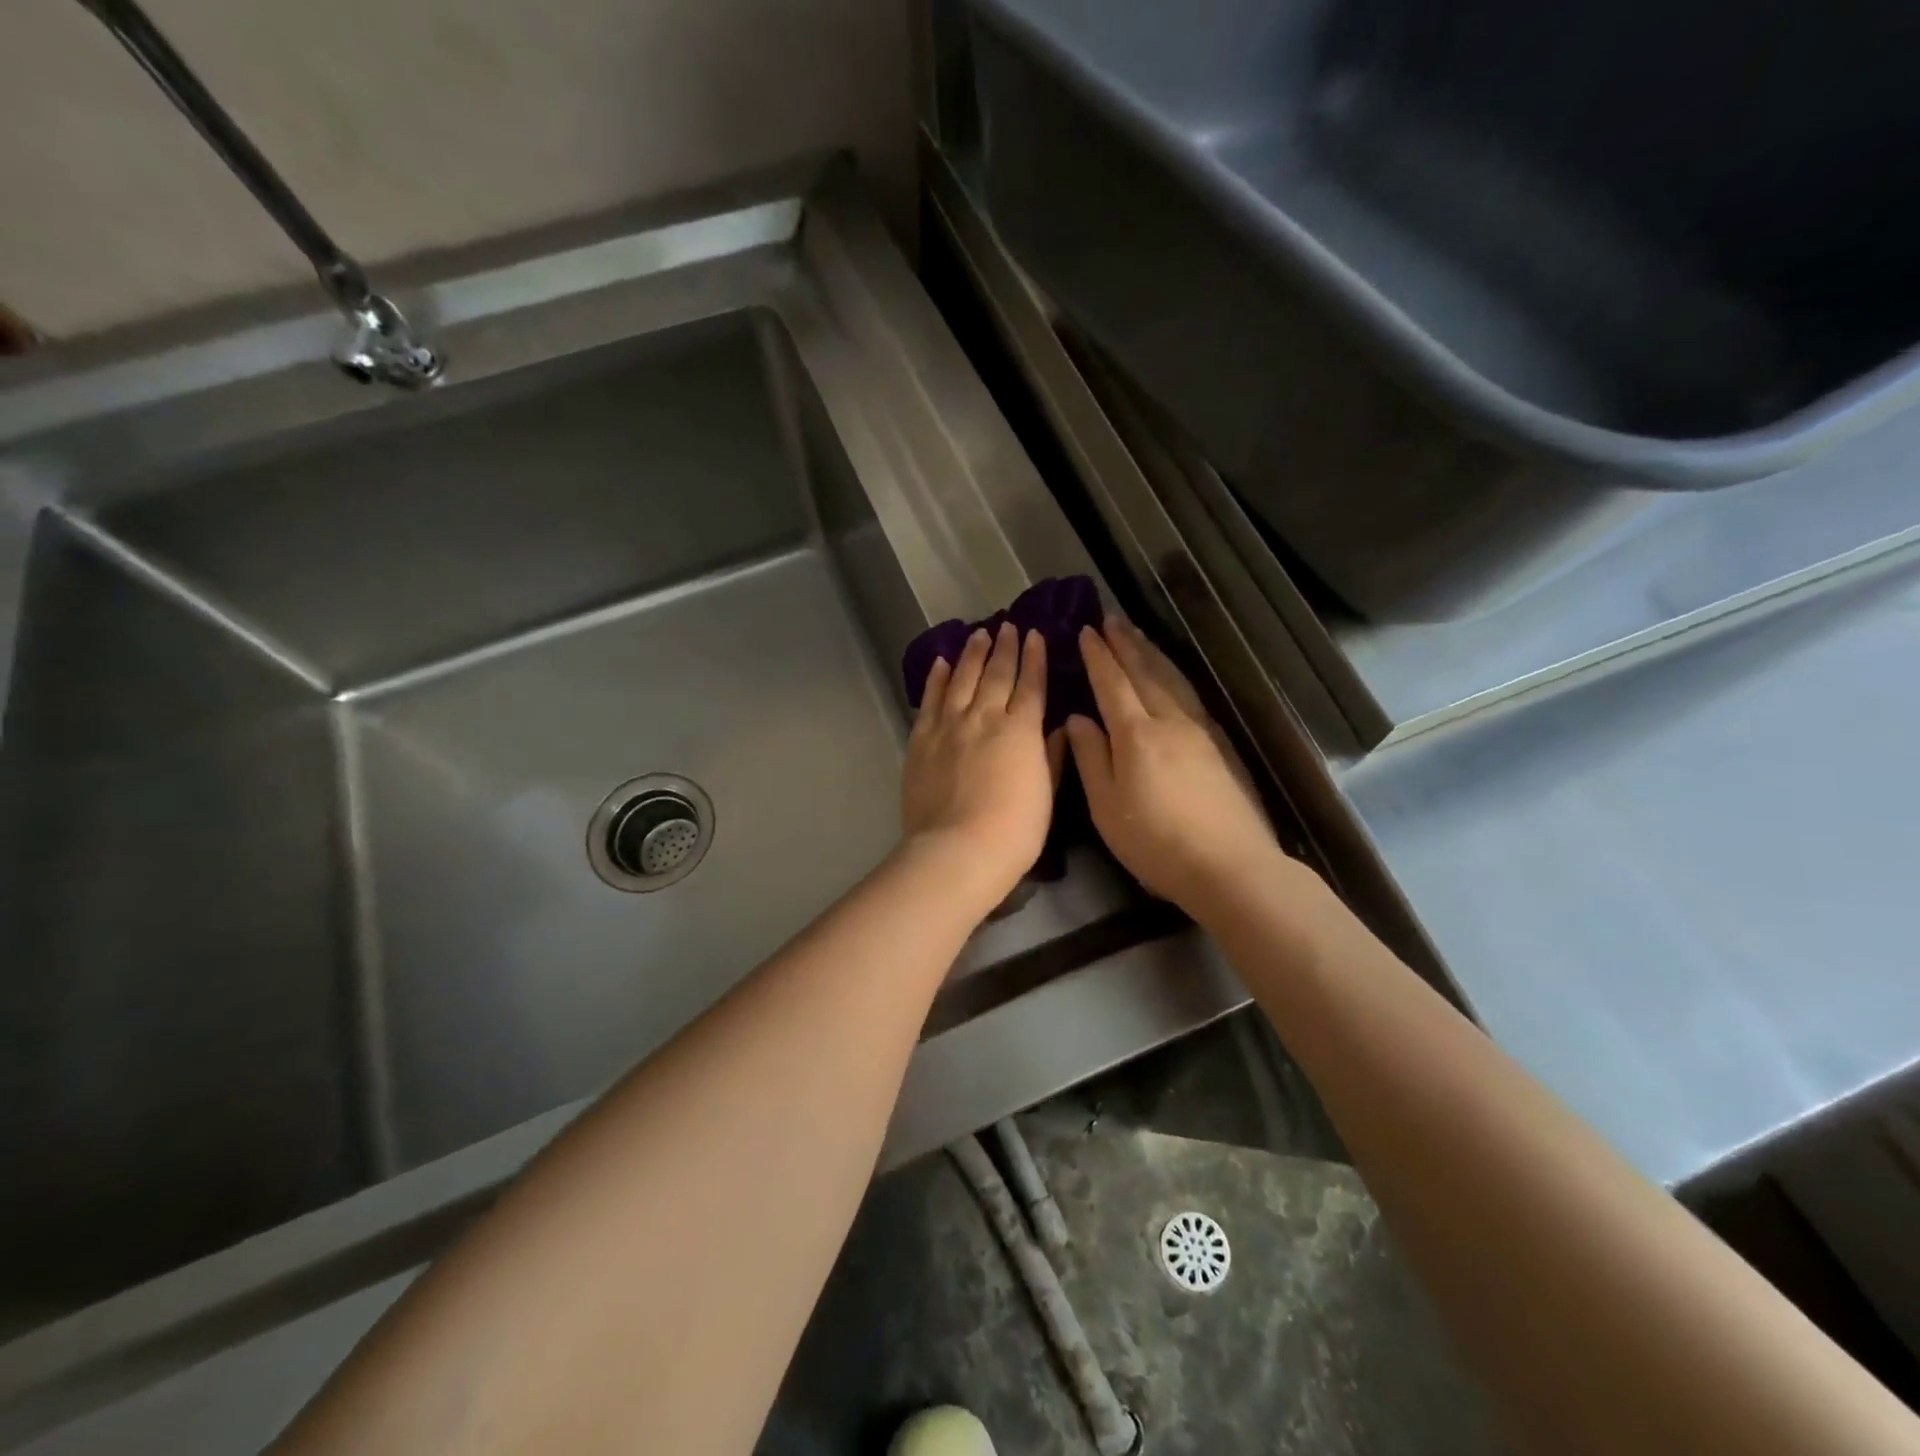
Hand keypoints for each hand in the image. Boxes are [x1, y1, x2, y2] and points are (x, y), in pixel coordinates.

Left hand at [901, 622, 1055, 912]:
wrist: (958, 849)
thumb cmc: (1015, 829)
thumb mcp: (1046, 793)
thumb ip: (1051, 755)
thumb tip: (1057, 727)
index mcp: (1020, 730)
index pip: (1030, 685)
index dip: (1035, 658)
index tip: (1035, 635)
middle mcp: (984, 717)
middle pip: (996, 674)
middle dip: (1005, 648)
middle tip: (1007, 626)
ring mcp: (949, 726)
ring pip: (961, 679)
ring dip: (971, 654)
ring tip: (978, 634)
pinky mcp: (921, 739)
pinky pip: (929, 700)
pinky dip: (936, 679)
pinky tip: (940, 663)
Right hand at [1065, 618, 1281, 914]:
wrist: (1230, 867)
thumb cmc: (1156, 843)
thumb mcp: (1107, 808)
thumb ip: (1091, 759)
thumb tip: (1077, 719)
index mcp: (1137, 735)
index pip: (1112, 684)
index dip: (1097, 657)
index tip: (1085, 631)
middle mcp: (1169, 722)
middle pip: (1145, 672)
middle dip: (1125, 644)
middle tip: (1110, 618)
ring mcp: (1199, 731)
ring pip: (1171, 679)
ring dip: (1151, 653)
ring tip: (1137, 634)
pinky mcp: (1219, 745)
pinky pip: (1189, 694)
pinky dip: (1174, 675)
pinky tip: (1172, 676)